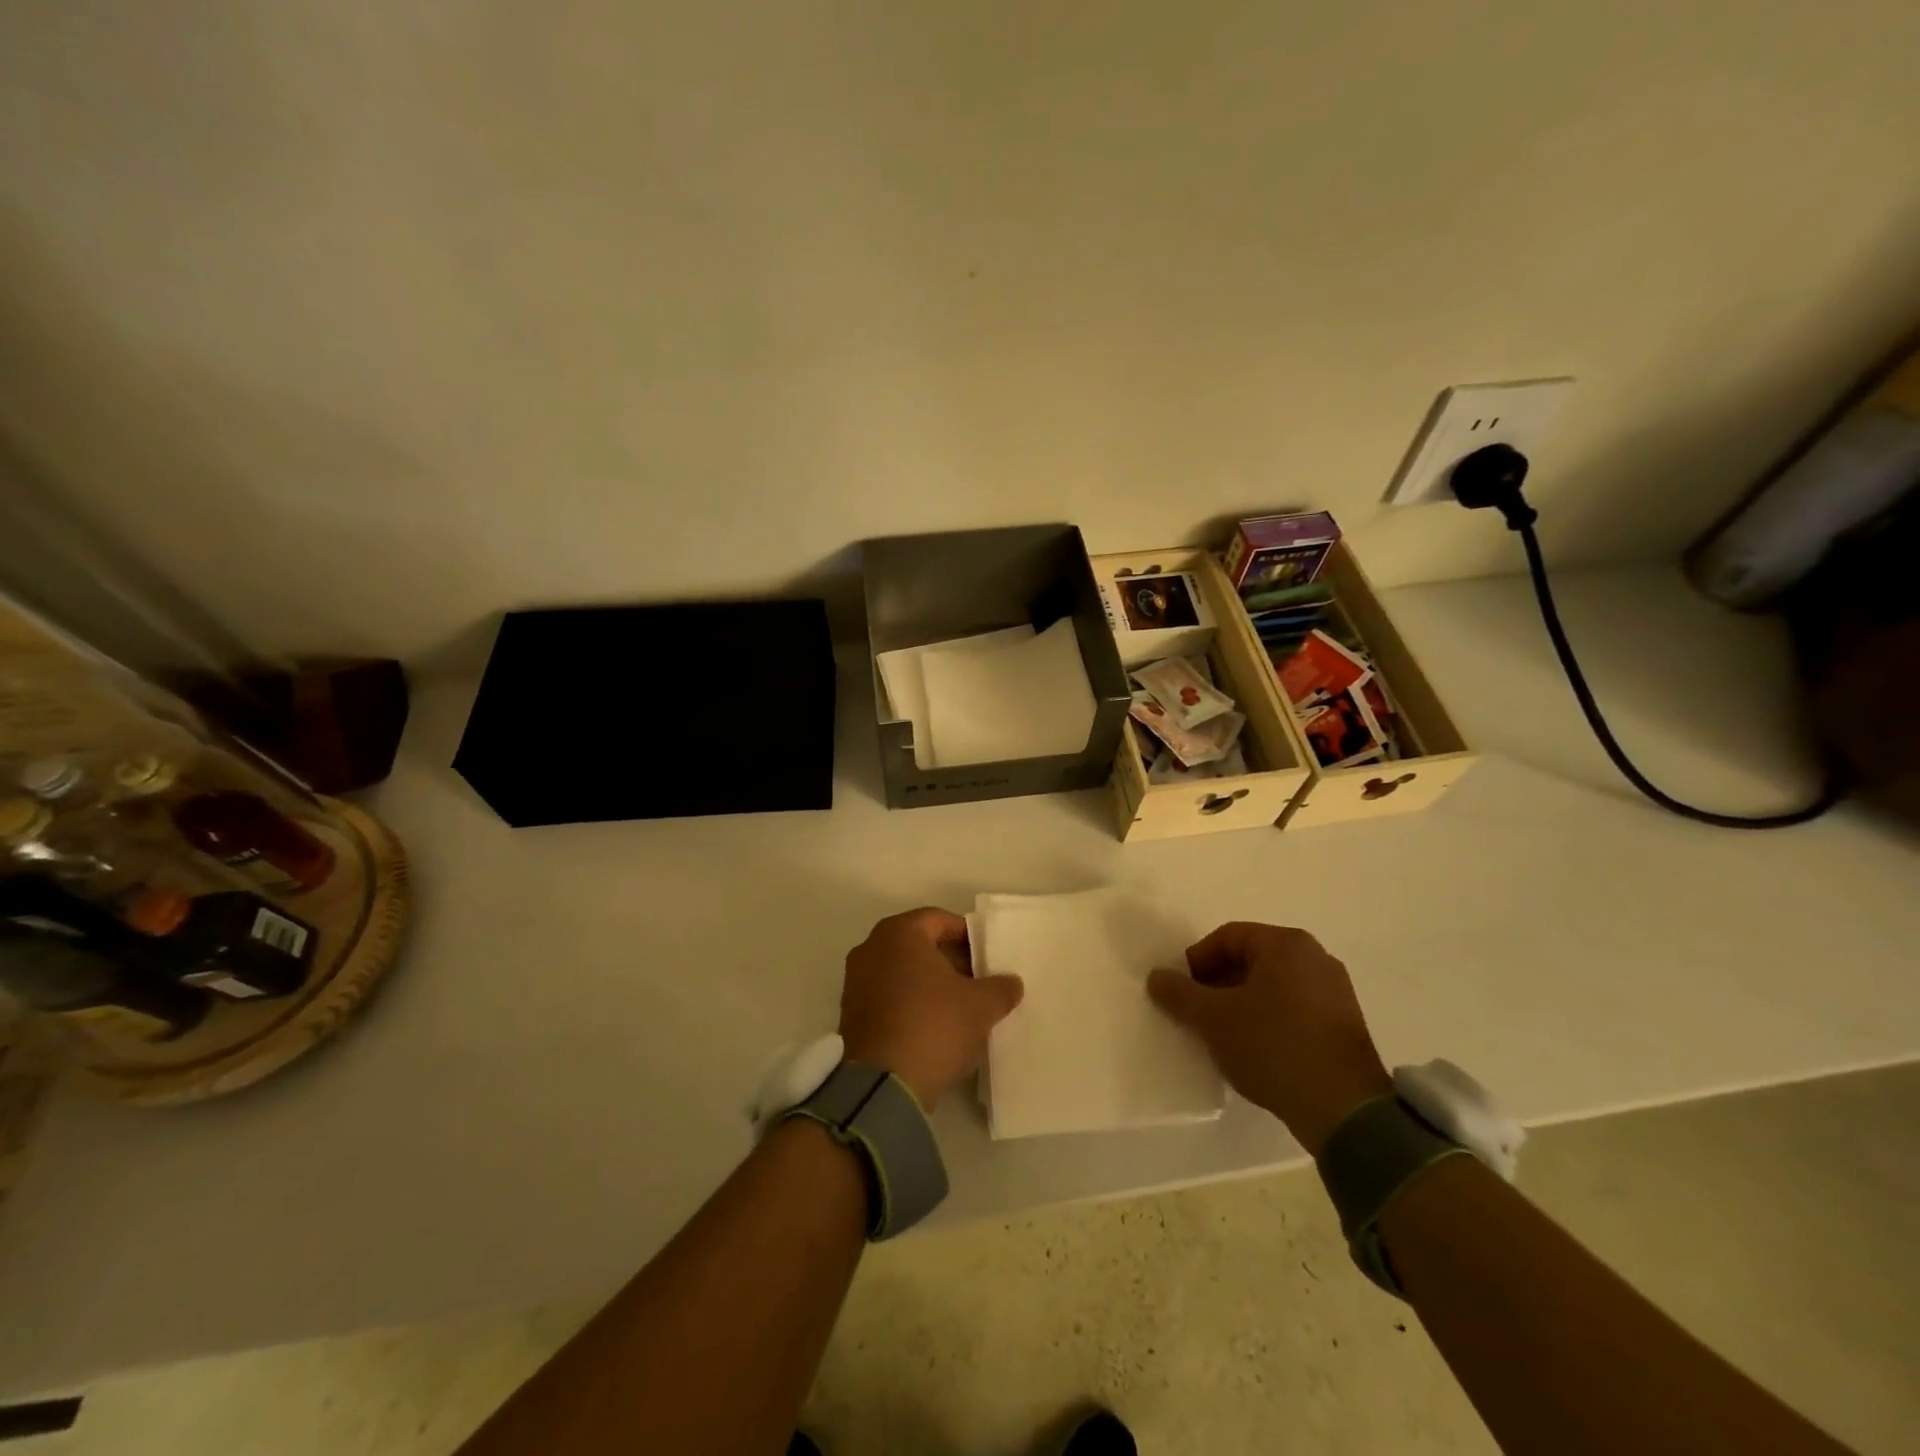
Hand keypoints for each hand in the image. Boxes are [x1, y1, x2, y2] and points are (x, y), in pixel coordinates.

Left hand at [839, 908, 1024, 1109]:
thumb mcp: (981, 1006)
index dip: (967, 935)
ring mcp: (856, 982)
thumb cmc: (933, 1026)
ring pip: (903, 971)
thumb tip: (1011, 982)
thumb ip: (1001, 987)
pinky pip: (888, 996)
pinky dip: (911, 1003)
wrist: (882, 1085)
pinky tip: (935, 1027)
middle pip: (919, 945)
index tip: (987, 956)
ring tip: (960, 1007)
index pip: (939, 920)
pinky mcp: (851, 1014)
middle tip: (978, 981)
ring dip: (930, 984)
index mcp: (899, 933)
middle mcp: (871, 948)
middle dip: (950, 960)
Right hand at [1148, 923, 1390, 1156]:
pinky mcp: (1345, 1024)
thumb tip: (1156, 977)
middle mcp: (1315, 957)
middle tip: (1197, 1014)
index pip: (1227, 937)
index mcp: (1286, 944)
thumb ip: (1179, 993)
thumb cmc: (1273, 1047)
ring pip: (1271, 986)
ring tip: (1223, 1035)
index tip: (1182, 994)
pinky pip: (1293, 1008)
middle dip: (1218, 984)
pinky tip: (1255, 1050)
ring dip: (1241, 1004)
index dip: (1196, 962)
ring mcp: (1335, 991)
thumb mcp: (1213, 1019)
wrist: (1345, 1110)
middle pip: (1250, 959)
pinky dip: (1268, 1020)